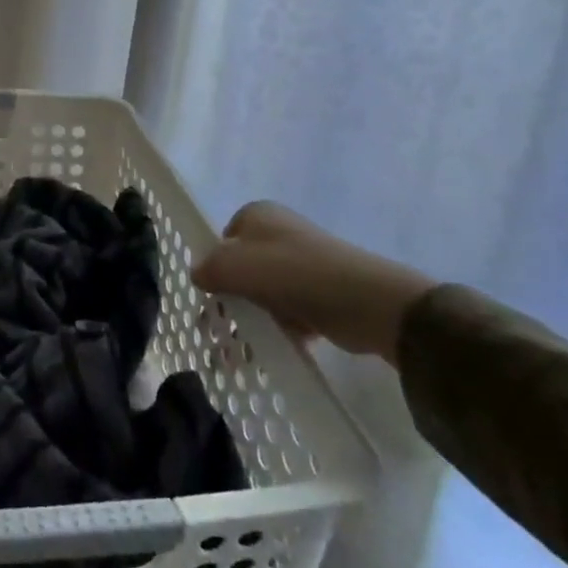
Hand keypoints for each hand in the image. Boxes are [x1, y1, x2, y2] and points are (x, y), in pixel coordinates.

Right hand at [191, 201, 434, 365]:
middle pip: (242, 268)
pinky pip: (290, 312)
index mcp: (258, 216)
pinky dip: (280, 330)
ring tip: (239, 351)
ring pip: (265, 293)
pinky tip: (272, 350)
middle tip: (218, 331)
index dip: (213, 266)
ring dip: (252, 320)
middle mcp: (280, 234)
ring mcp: (303, 265)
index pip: (222, 239)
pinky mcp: (323, 294)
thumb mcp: (235, 265)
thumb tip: (199, 275)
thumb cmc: (293, 273)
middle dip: (230, 300)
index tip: (208, 296)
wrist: (368, 302)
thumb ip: (209, 268)